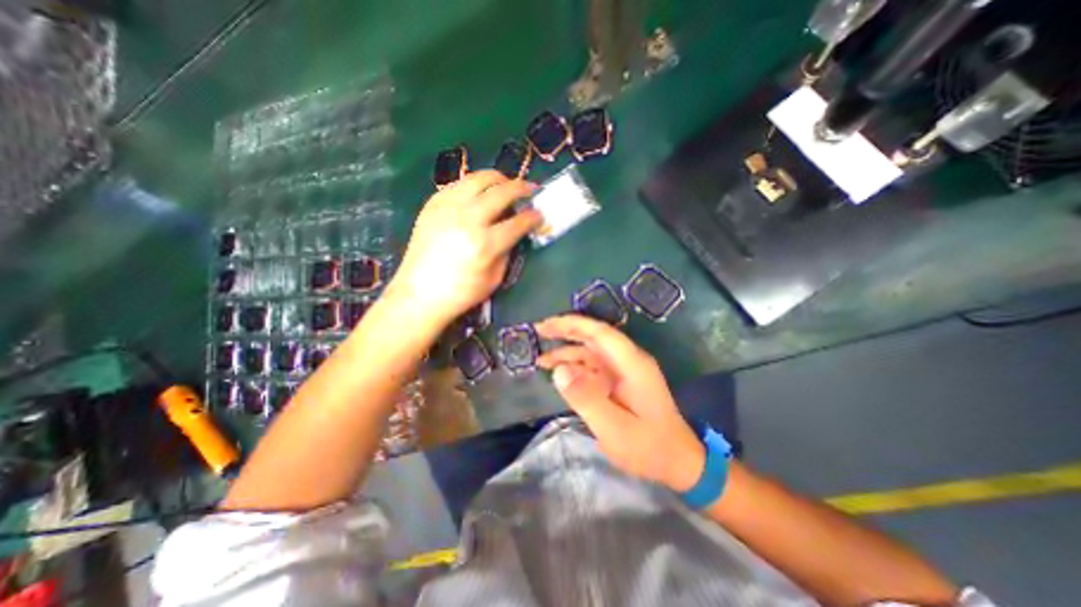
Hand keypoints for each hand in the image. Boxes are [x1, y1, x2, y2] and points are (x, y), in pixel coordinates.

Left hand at [387, 171, 539, 329]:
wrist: (419, 293)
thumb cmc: (461, 292)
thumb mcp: (494, 279)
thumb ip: (507, 251)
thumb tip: (514, 231)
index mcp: (485, 244)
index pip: (518, 222)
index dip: (533, 216)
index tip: (539, 214)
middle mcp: (467, 219)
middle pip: (501, 192)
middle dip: (521, 187)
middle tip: (529, 189)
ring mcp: (447, 208)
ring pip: (478, 178)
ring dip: (498, 178)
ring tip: (506, 184)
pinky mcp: (432, 205)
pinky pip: (458, 184)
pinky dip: (474, 185)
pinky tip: (479, 193)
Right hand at [533, 315, 705, 489]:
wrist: (678, 462)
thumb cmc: (648, 447)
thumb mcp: (615, 429)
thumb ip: (587, 398)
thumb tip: (559, 370)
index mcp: (632, 364)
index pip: (599, 332)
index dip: (572, 324)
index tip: (546, 325)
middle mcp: (628, 360)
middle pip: (594, 336)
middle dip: (565, 331)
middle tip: (538, 331)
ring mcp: (624, 370)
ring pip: (591, 352)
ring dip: (567, 352)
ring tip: (540, 360)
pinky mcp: (619, 381)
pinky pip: (593, 367)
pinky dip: (575, 367)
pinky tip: (559, 374)